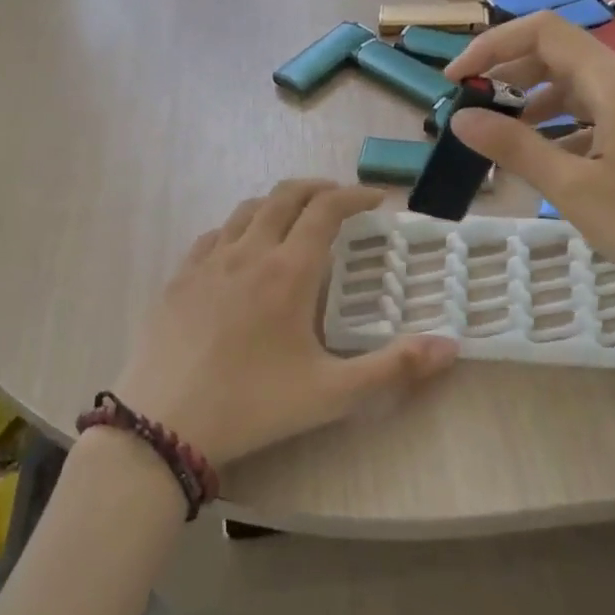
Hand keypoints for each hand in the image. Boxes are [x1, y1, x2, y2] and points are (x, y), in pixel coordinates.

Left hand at [114, 180, 458, 466]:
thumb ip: (394, 368)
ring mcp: (207, 262)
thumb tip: (451, 345)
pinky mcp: (179, 278)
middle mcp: (248, 252)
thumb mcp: (332, 394)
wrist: (163, 425)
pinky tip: (242, 250)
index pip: (326, 210)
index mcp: (288, 271)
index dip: (354, 196)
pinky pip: (214, 234)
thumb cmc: (254, 406)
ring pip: (247, 209)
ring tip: (296, 219)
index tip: (375, 199)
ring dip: (278, 203)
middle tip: (341, 200)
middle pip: (285, 196)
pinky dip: (239, 227)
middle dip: (319, 188)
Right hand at [446, 14, 614, 417]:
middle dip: (512, 75)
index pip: (544, 33)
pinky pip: (606, 115)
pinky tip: (551, 160)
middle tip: (473, 107)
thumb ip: (514, 147)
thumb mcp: (573, 189)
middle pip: (564, 56)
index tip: (454, 78)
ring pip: (585, 88)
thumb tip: (460, 117)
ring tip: (504, 136)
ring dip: (539, 102)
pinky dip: (569, 126)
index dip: (492, 46)